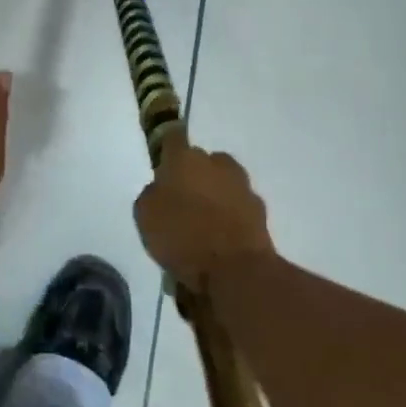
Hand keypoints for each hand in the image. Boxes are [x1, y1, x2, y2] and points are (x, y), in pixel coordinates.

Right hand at [133, 135, 276, 291]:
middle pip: (201, 161)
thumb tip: (162, 189)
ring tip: (202, 222)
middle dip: (192, 175)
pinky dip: (230, 215)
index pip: (172, 136)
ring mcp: (242, 184)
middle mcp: (216, 163)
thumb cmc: (183, 237)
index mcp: (184, 158)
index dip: (166, 148)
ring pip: (222, 182)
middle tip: (181, 201)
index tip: (161, 163)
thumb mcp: (146, 216)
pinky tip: (221, 237)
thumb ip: (152, 194)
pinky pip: (238, 205)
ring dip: (213, 194)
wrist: (236, 270)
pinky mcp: (259, 209)